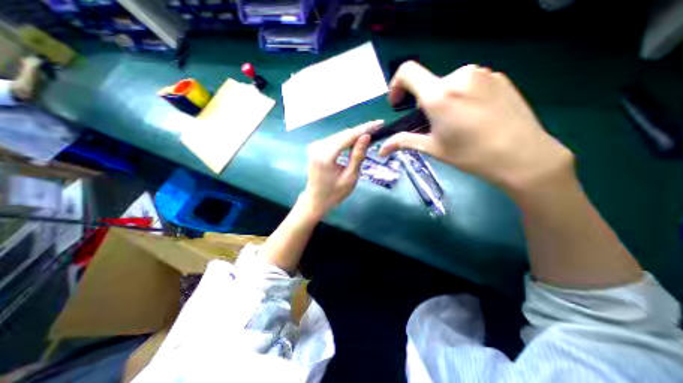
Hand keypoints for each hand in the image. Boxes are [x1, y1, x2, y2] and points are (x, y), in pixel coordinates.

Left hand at [300, 121, 383, 218]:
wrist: (315, 200)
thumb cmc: (334, 193)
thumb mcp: (350, 177)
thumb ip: (357, 156)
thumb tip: (366, 136)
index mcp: (325, 155)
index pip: (348, 136)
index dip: (365, 128)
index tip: (379, 123)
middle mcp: (318, 147)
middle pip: (343, 134)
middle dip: (361, 130)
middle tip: (377, 127)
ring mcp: (315, 146)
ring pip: (339, 135)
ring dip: (354, 135)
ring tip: (370, 132)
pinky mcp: (316, 148)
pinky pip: (334, 140)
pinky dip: (346, 139)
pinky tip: (356, 140)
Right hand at [382, 61, 572, 195]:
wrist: (522, 155)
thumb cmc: (470, 154)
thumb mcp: (432, 148)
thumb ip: (404, 142)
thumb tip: (382, 149)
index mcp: (439, 94)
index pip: (407, 72)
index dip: (396, 85)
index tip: (398, 103)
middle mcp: (459, 76)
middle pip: (429, 84)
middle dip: (424, 103)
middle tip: (432, 125)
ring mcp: (482, 74)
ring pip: (449, 84)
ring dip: (443, 100)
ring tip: (455, 122)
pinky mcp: (498, 78)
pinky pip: (469, 83)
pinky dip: (462, 97)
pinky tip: (473, 116)